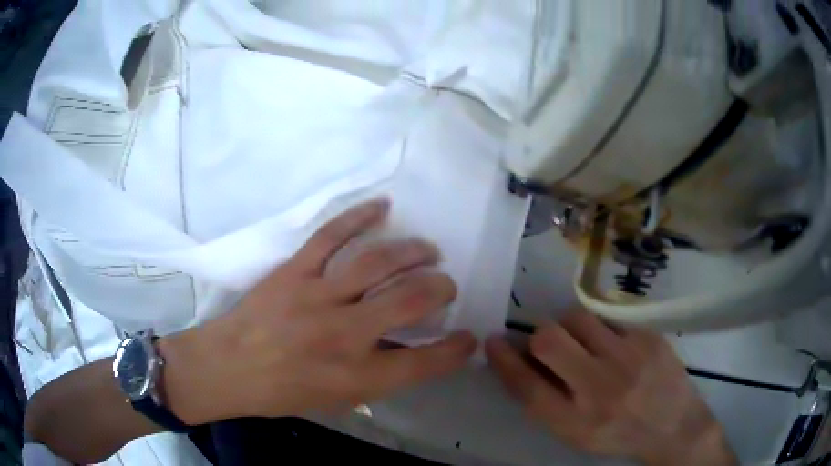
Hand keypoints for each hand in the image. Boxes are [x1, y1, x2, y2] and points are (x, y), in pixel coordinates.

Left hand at [160, 199, 476, 423]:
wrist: (229, 366)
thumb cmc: (283, 392)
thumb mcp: (337, 401)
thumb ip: (378, 376)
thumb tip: (410, 349)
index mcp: (356, 376)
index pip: (424, 361)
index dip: (455, 349)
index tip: (468, 338)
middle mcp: (344, 334)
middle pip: (410, 300)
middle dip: (440, 289)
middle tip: (445, 285)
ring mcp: (318, 296)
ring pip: (379, 262)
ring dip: (413, 252)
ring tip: (428, 250)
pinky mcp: (295, 271)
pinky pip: (332, 235)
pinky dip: (360, 216)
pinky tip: (382, 207)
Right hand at [486, 311, 736, 465]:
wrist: (673, 425)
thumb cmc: (618, 435)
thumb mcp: (577, 434)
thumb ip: (548, 402)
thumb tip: (522, 362)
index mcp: (575, 421)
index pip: (527, 385)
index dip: (504, 360)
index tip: (493, 341)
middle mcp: (599, 388)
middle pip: (549, 341)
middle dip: (539, 337)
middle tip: (548, 344)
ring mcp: (628, 358)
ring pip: (577, 318)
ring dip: (570, 327)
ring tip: (583, 342)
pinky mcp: (647, 337)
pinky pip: (608, 318)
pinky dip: (601, 329)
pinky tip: (614, 345)